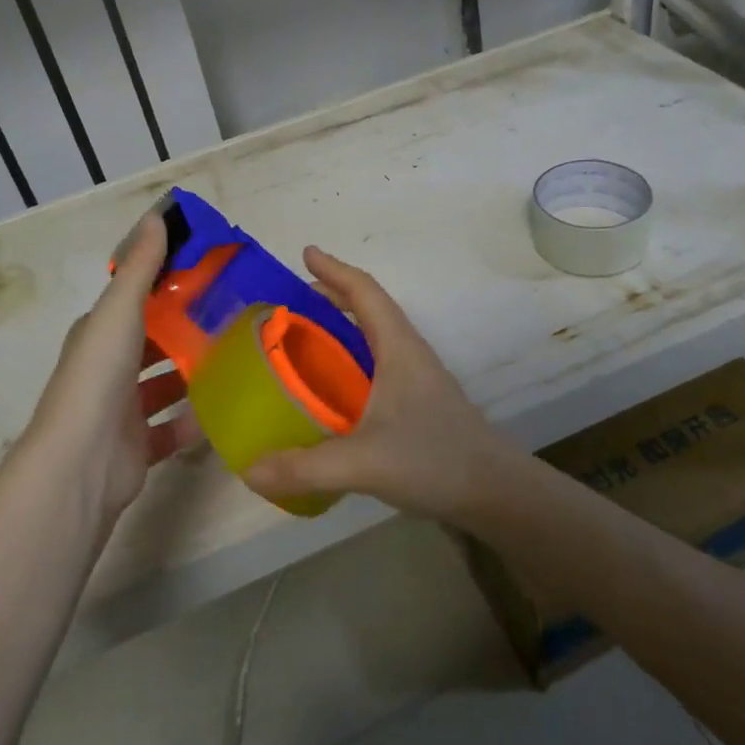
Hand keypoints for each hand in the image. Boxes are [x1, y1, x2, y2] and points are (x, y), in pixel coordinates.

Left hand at [26, 213, 200, 522]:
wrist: (81, 463)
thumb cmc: (99, 377)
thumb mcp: (120, 310)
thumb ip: (140, 267)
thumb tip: (155, 215)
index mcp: (98, 334)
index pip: (134, 302)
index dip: (165, 288)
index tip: (207, 276)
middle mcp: (106, 369)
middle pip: (150, 344)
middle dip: (183, 332)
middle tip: (231, 318)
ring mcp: (120, 411)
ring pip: (162, 387)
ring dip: (190, 376)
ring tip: (233, 360)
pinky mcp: (136, 448)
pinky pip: (170, 430)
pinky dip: (192, 422)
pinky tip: (222, 410)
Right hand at [242, 246, 509, 520]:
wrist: (495, 491)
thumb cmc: (434, 459)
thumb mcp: (363, 463)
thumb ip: (305, 467)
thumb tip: (249, 470)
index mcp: (398, 346)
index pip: (364, 291)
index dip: (334, 269)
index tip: (305, 253)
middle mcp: (408, 352)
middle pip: (368, 307)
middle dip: (331, 295)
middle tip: (291, 301)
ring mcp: (416, 376)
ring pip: (374, 336)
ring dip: (342, 326)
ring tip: (305, 338)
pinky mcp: (418, 401)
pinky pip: (376, 363)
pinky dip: (350, 358)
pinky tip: (333, 388)